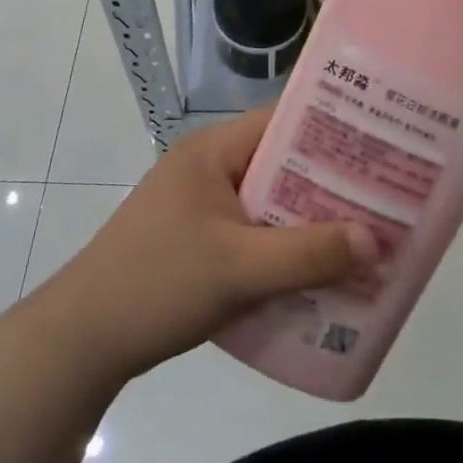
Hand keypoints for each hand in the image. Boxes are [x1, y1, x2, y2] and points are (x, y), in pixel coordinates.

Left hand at [36, 108, 378, 381]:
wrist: (79, 342)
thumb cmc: (158, 284)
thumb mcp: (240, 269)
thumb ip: (310, 254)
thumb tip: (378, 240)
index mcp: (213, 151)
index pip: (284, 120)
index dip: (334, 131)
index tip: (382, 148)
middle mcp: (207, 167)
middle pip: (282, 163)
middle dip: (330, 183)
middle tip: (384, 198)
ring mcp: (198, 204)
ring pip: (269, 201)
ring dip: (308, 219)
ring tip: (361, 235)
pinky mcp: (195, 238)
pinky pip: (253, 230)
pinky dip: (283, 244)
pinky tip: (315, 270)